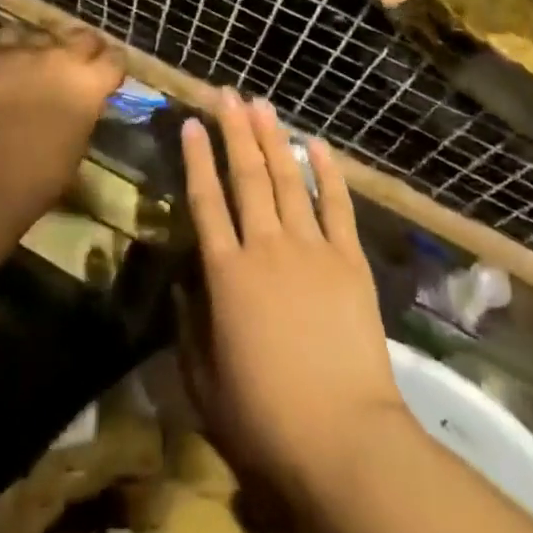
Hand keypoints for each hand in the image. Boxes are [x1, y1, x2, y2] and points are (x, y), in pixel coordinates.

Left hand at [0, 27, 121, 228]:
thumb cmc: (40, 177)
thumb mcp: (78, 143)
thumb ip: (85, 111)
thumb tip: (83, 102)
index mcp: (90, 83)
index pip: (115, 59)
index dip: (112, 67)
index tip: (107, 76)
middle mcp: (64, 56)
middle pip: (84, 37)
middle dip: (84, 49)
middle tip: (77, 65)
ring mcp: (27, 50)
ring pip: (46, 33)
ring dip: (47, 46)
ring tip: (39, 62)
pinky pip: (10, 36)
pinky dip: (14, 45)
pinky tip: (10, 58)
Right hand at [179, 90, 411, 502]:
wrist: (345, 438)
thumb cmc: (267, 420)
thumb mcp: (206, 386)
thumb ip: (190, 332)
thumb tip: (183, 288)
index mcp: (227, 274)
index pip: (206, 201)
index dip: (197, 159)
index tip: (192, 124)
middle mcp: (265, 247)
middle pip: (246, 175)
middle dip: (234, 130)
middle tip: (226, 93)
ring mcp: (311, 249)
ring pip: (286, 179)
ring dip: (272, 138)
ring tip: (261, 104)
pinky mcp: (349, 260)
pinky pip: (336, 205)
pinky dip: (326, 172)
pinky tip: (316, 144)